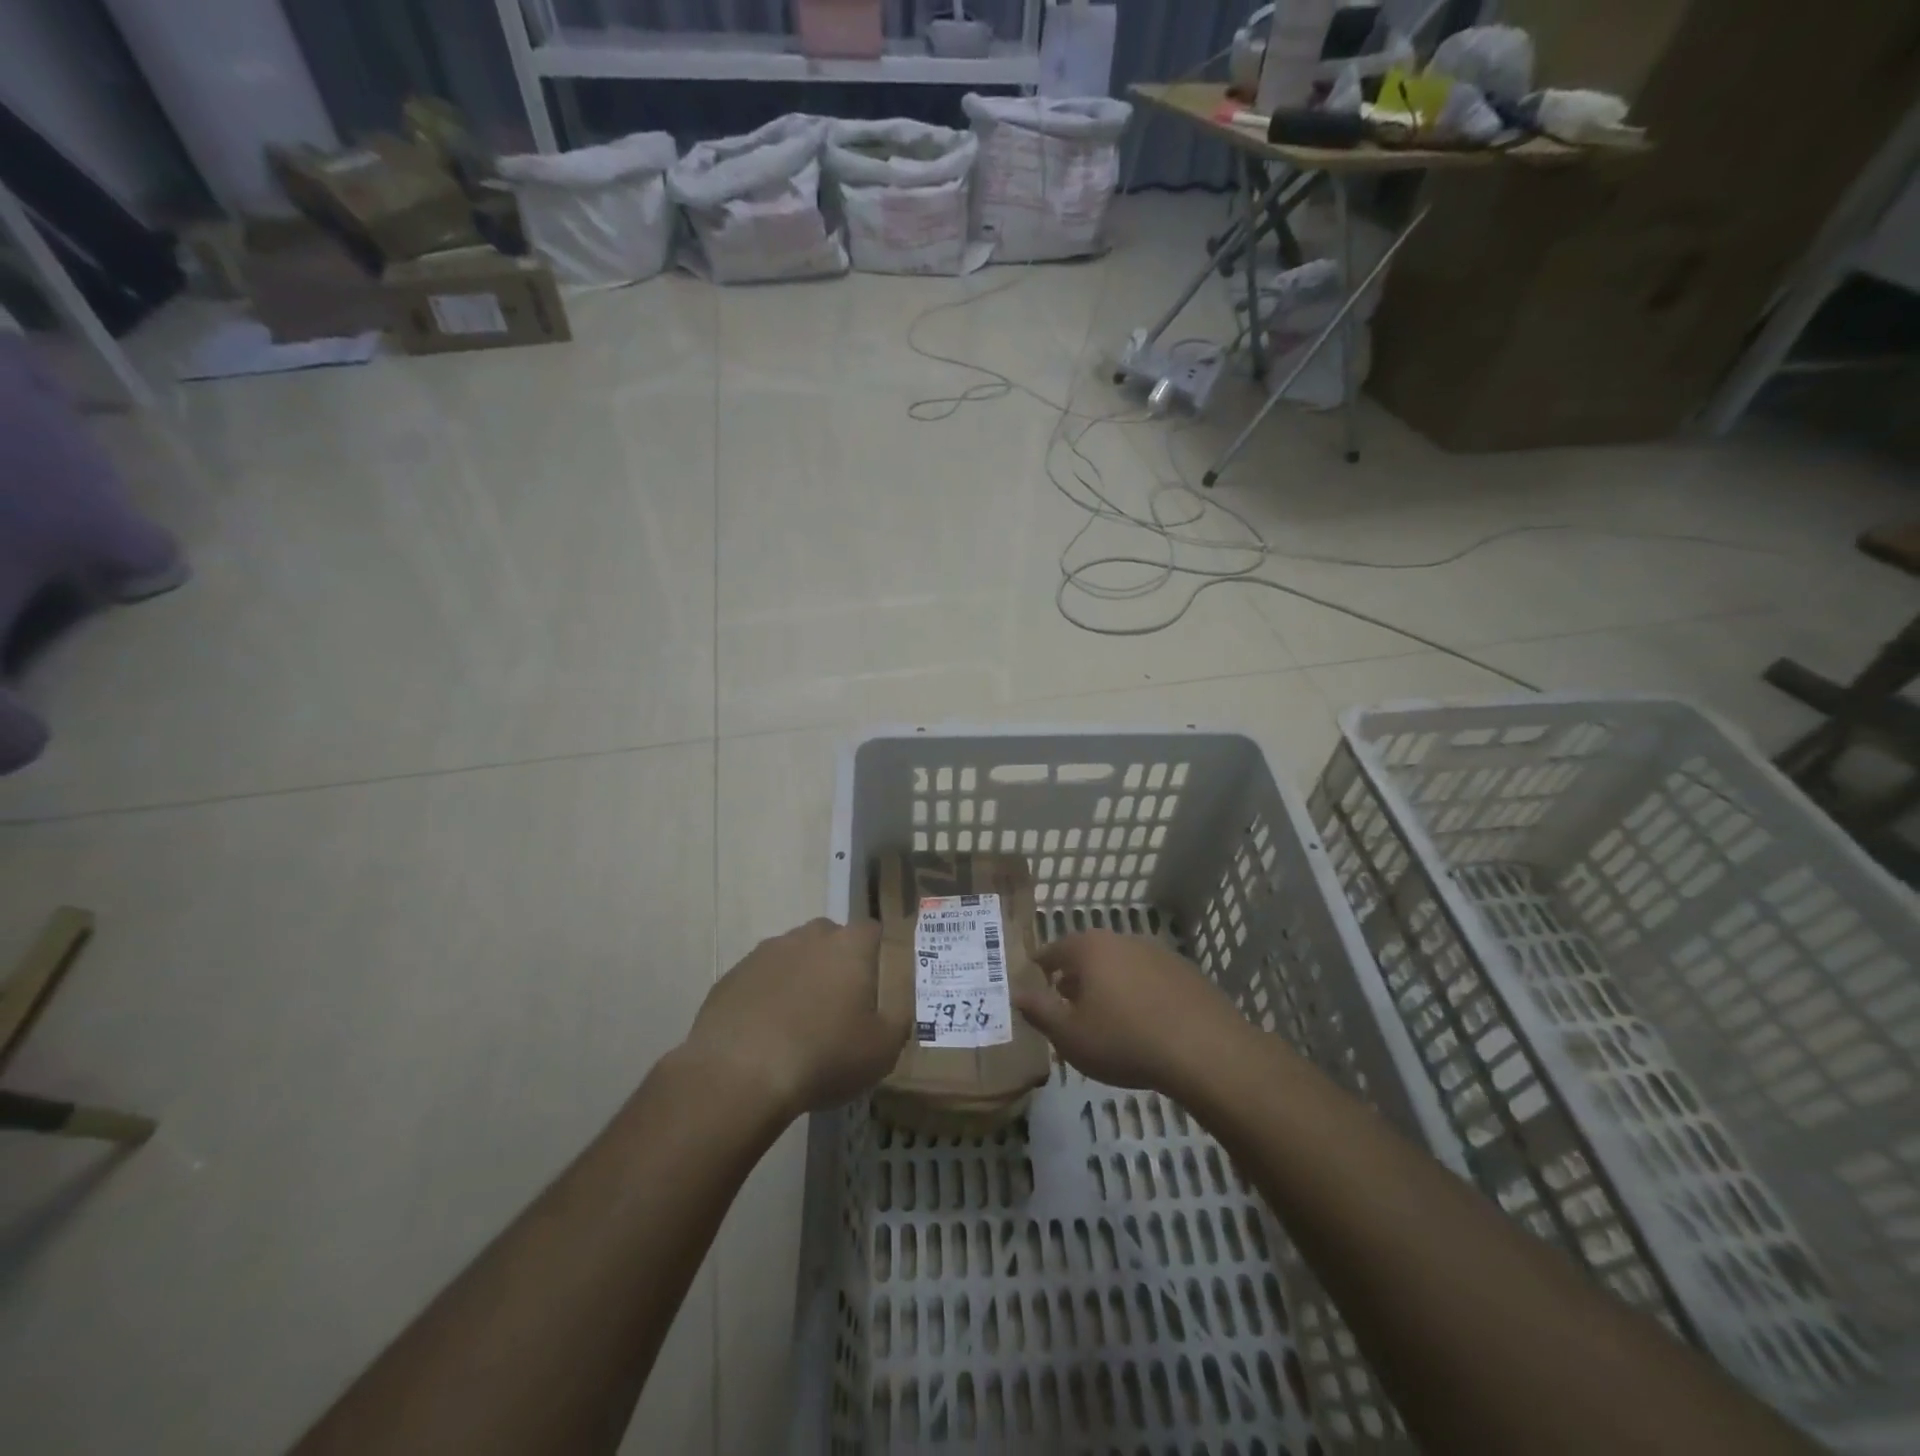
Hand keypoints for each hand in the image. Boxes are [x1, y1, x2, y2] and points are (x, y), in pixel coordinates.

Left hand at [681, 918, 905, 1119]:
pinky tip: (767, 1034)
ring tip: (801, 1023)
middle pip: (831, 938)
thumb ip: (899, 1019)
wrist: (739, 1074)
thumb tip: (897, 1004)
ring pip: (794, 956)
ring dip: (801, 979)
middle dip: (838, 963)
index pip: (874, 931)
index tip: (879, 986)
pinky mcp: (733, 976)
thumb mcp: (883, 1049)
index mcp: (850, 945)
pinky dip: (768, 997)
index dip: (879, 955)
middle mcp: (809, 936)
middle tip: (841, 1005)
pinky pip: (761, 979)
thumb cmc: (824, 1056)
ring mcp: (766, 952)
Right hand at [1014, 931, 1249, 1095]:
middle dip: (1074, 978)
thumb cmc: (1124, 1040)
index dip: (1039, 969)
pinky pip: (1149, 978)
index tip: (1034, 986)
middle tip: (1067, 1007)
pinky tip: (1144, 1024)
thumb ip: (1039, 1011)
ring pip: (1120, 965)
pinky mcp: (1185, 972)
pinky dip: (1139, 994)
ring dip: (1108, 985)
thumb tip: (1016, 992)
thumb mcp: (1070, 1035)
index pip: (1052, 950)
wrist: (1204, 1050)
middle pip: (1088, 954)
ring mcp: (1157, 952)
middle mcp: (1121, 939)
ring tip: (1106, 1019)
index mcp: (1089, 948)